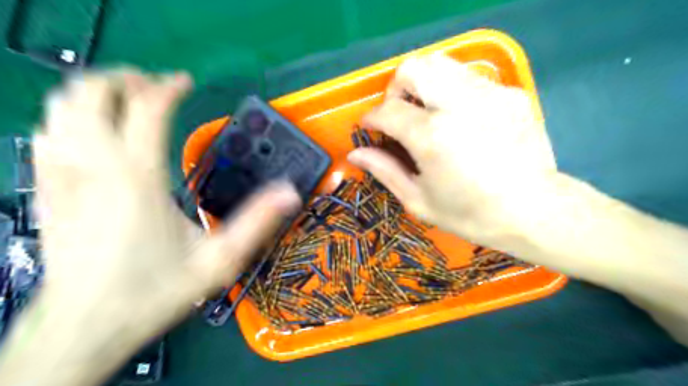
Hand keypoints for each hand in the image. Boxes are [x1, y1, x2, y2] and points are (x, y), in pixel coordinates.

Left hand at [0, 70, 299, 384]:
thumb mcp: (221, 259)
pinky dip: (70, 117)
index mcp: (138, 178)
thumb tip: (290, 192)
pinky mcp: (47, 189)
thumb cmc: (155, 290)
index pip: (146, 108)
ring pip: (63, 107)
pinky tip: (93, 130)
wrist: (85, 325)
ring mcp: (63, 176)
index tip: (185, 82)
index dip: (167, 86)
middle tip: (154, 88)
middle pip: (92, 93)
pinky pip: (47, 133)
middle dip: (124, 79)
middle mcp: (95, 166)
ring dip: (95, 93)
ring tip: (127, 101)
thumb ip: (258, 221)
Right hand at [351, 55, 558, 243]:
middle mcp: (458, 105)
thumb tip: (355, 154)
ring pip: (442, 64)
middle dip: (396, 88)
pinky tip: (460, 120)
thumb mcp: (419, 200)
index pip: (388, 111)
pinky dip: (452, 92)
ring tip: (426, 113)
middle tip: (399, 114)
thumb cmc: (470, 214)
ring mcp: (489, 94)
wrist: (533, 211)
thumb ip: (384, 171)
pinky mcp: (510, 94)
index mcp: (432, 137)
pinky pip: (469, 79)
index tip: (371, 127)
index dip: (372, 118)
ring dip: (423, 84)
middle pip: (413, 68)